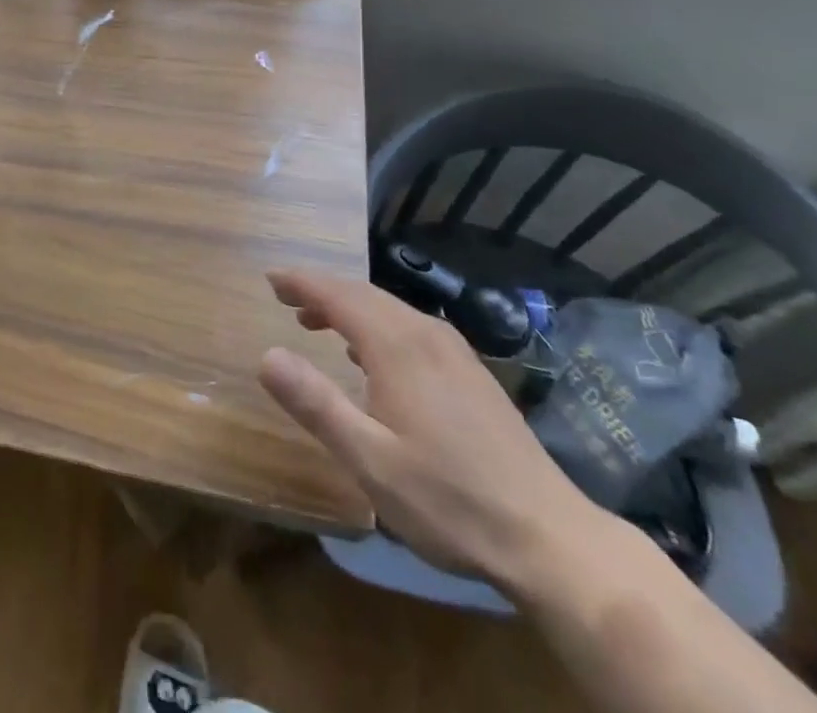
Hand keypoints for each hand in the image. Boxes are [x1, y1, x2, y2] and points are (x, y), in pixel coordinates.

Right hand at [259, 269, 601, 591]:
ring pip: (390, 309)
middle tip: (286, 298)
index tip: (269, 279)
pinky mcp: (472, 373)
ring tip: (317, 323)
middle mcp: (426, 334)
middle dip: (322, 290)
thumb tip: (266, 355)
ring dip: (349, 308)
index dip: (301, 282)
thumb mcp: (370, 460)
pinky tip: (373, 356)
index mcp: (398, 346)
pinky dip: (378, 325)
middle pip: (364, 294)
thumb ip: (316, 404)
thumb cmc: (449, 501)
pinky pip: (412, 328)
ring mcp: (455, 352)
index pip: (338, 294)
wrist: (550, 538)